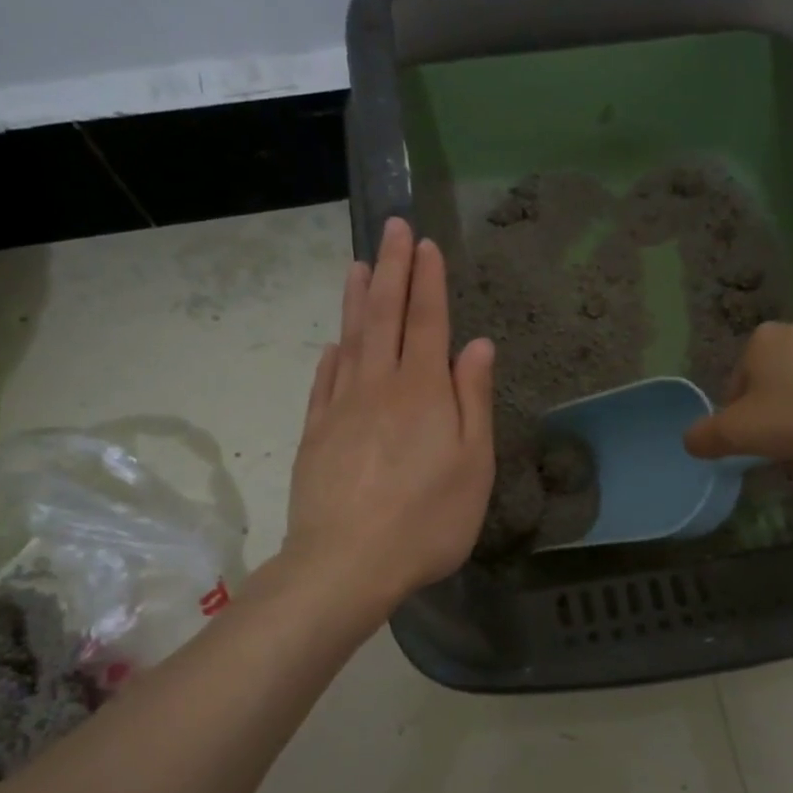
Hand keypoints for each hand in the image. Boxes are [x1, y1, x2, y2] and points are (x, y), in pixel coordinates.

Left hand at [285, 217, 494, 608]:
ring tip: (358, 265)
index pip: (426, 321)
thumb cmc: (427, 519)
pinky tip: (334, 344)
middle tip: (392, 228)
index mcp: (422, 391)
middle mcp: (379, 386)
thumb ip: (473, 399)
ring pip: (350, 340)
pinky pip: (324, 381)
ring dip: (356, 300)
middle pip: (384, 316)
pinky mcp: (316, 434)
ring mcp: (341, 408)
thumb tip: (477, 345)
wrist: (346, 564)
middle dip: (391, 269)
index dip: (427, 280)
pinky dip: (332, 355)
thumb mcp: (472, 464)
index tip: (425, 243)